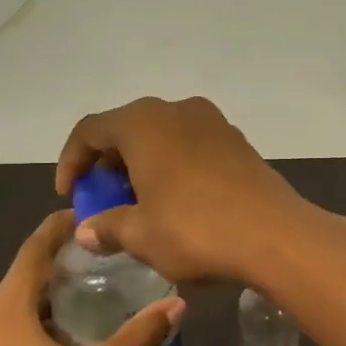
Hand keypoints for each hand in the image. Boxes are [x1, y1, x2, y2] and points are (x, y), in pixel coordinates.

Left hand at [0, 211, 184, 345]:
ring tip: (82, 302)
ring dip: (41, 304)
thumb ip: (137, 336)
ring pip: (8, 314)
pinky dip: (26, 331)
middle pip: (18, 282)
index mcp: (2, 312)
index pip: (31, 252)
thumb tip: (178, 305)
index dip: (55, 230)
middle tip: (96, 263)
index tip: (81, 215)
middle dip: (54, 270)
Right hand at [54, 96, 310, 283]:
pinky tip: (177, 201)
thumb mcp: (142, 235)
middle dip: (108, 164)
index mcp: (144, 122)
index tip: (69, 195)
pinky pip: (191, 146)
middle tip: (103, 199)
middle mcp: (177, 110)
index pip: (90, 130)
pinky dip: (173, 166)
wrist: (276, 235)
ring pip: (162, 136)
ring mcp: (213, 122)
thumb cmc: (196, 230)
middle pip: (127, 129)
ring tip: (139, 203)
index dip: (71, 161)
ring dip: (143, 165)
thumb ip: (107, 227)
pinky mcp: (238, 142)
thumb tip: (85, 231)